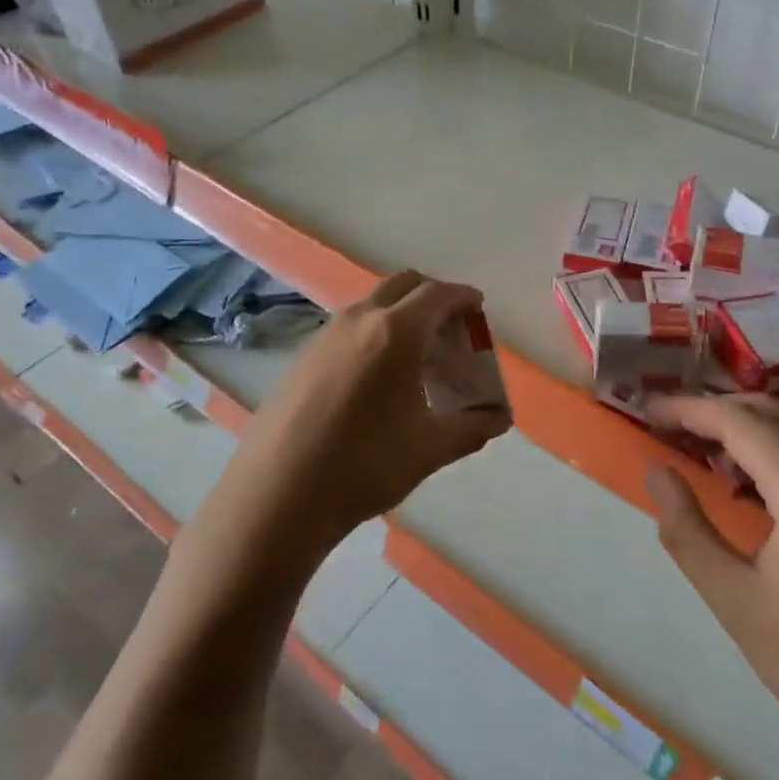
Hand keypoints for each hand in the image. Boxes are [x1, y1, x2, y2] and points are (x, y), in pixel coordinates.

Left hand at [218, 271, 511, 558]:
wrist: (278, 494)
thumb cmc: (365, 465)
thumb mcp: (430, 449)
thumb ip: (473, 428)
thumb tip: (499, 418)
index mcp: (396, 332)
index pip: (439, 295)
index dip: (464, 298)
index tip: (478, 310)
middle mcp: (360, 320)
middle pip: (404, 285)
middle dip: (433, 297)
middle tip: (452, 329)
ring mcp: (326, 336)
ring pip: (373, 305)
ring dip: (402, 314)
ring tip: (418, 356)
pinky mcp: (304, 357)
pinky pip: (351, 328)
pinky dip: (376, 333)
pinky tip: (378, 378)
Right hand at [646, 395, 778, 778]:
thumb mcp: (737, 603)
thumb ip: (688, 531)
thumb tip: (658, 472)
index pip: (738, 422)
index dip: (688, 409)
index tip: (648, 410)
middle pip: (773, 413)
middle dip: (717, 409)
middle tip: (671, 423)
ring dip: (753, 423)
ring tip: (708, 443)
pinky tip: (762, 478)